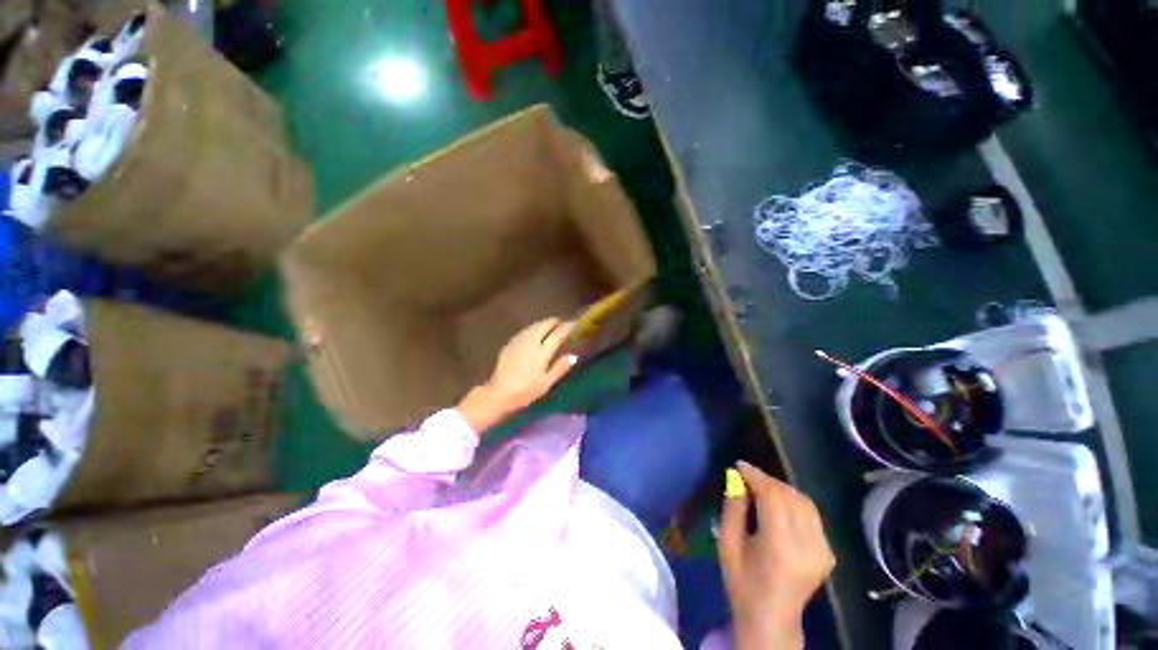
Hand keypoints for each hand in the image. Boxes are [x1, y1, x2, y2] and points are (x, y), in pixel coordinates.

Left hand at [456, 318, 577, 433]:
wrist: (498, 393)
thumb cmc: (526, 390)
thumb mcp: (546, 383)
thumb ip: (560, 367)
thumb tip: (573, 355)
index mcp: (542, 350)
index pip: (558, 333)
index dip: (567, 327)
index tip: (575, 324)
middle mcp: (531, 341)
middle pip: (544, 325)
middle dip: (554, 322)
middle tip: (562, 324)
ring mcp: (519, 340)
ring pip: (534, 326)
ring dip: (543, 324)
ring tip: (550, 327)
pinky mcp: (510, 343)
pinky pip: (526, 331)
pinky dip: (533, 329)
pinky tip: (534, 335)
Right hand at [719, 462, 834, 649]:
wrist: (772, 621)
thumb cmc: (742, 584)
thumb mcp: (727, 545)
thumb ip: (733, 509)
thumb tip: (736, 479)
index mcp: (780, 547)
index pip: (773, 497)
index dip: (756, 476)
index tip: (739, 465)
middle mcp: (807, 546)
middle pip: (790, 496)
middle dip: (767, 480)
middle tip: (747, 476)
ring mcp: (823, 551)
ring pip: (804, 502)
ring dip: (781, 489)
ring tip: (761, 488)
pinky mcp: (828, 553)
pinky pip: (811, 515)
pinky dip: (794, 502)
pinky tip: (778, 505)